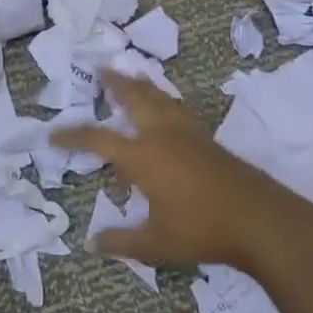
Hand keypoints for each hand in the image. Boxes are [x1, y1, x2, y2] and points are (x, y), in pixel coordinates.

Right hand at [51, 70, 307, 272]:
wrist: (259, 219)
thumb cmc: (201, 230)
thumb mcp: (155, 243)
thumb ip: (121, 242)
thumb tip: (91, 244)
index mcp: (141, 157)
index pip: (97, 139)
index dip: (72, 136)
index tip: (53, 135)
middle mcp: (161, 135)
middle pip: (133, 98)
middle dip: (115, 83)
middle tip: (102, 69)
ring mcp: (187, 133)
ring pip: (159, 97)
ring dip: (142, 85)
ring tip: (132, 76)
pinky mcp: (206, 138)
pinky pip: (177, 108)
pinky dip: (164, 99)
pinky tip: (167, 106)